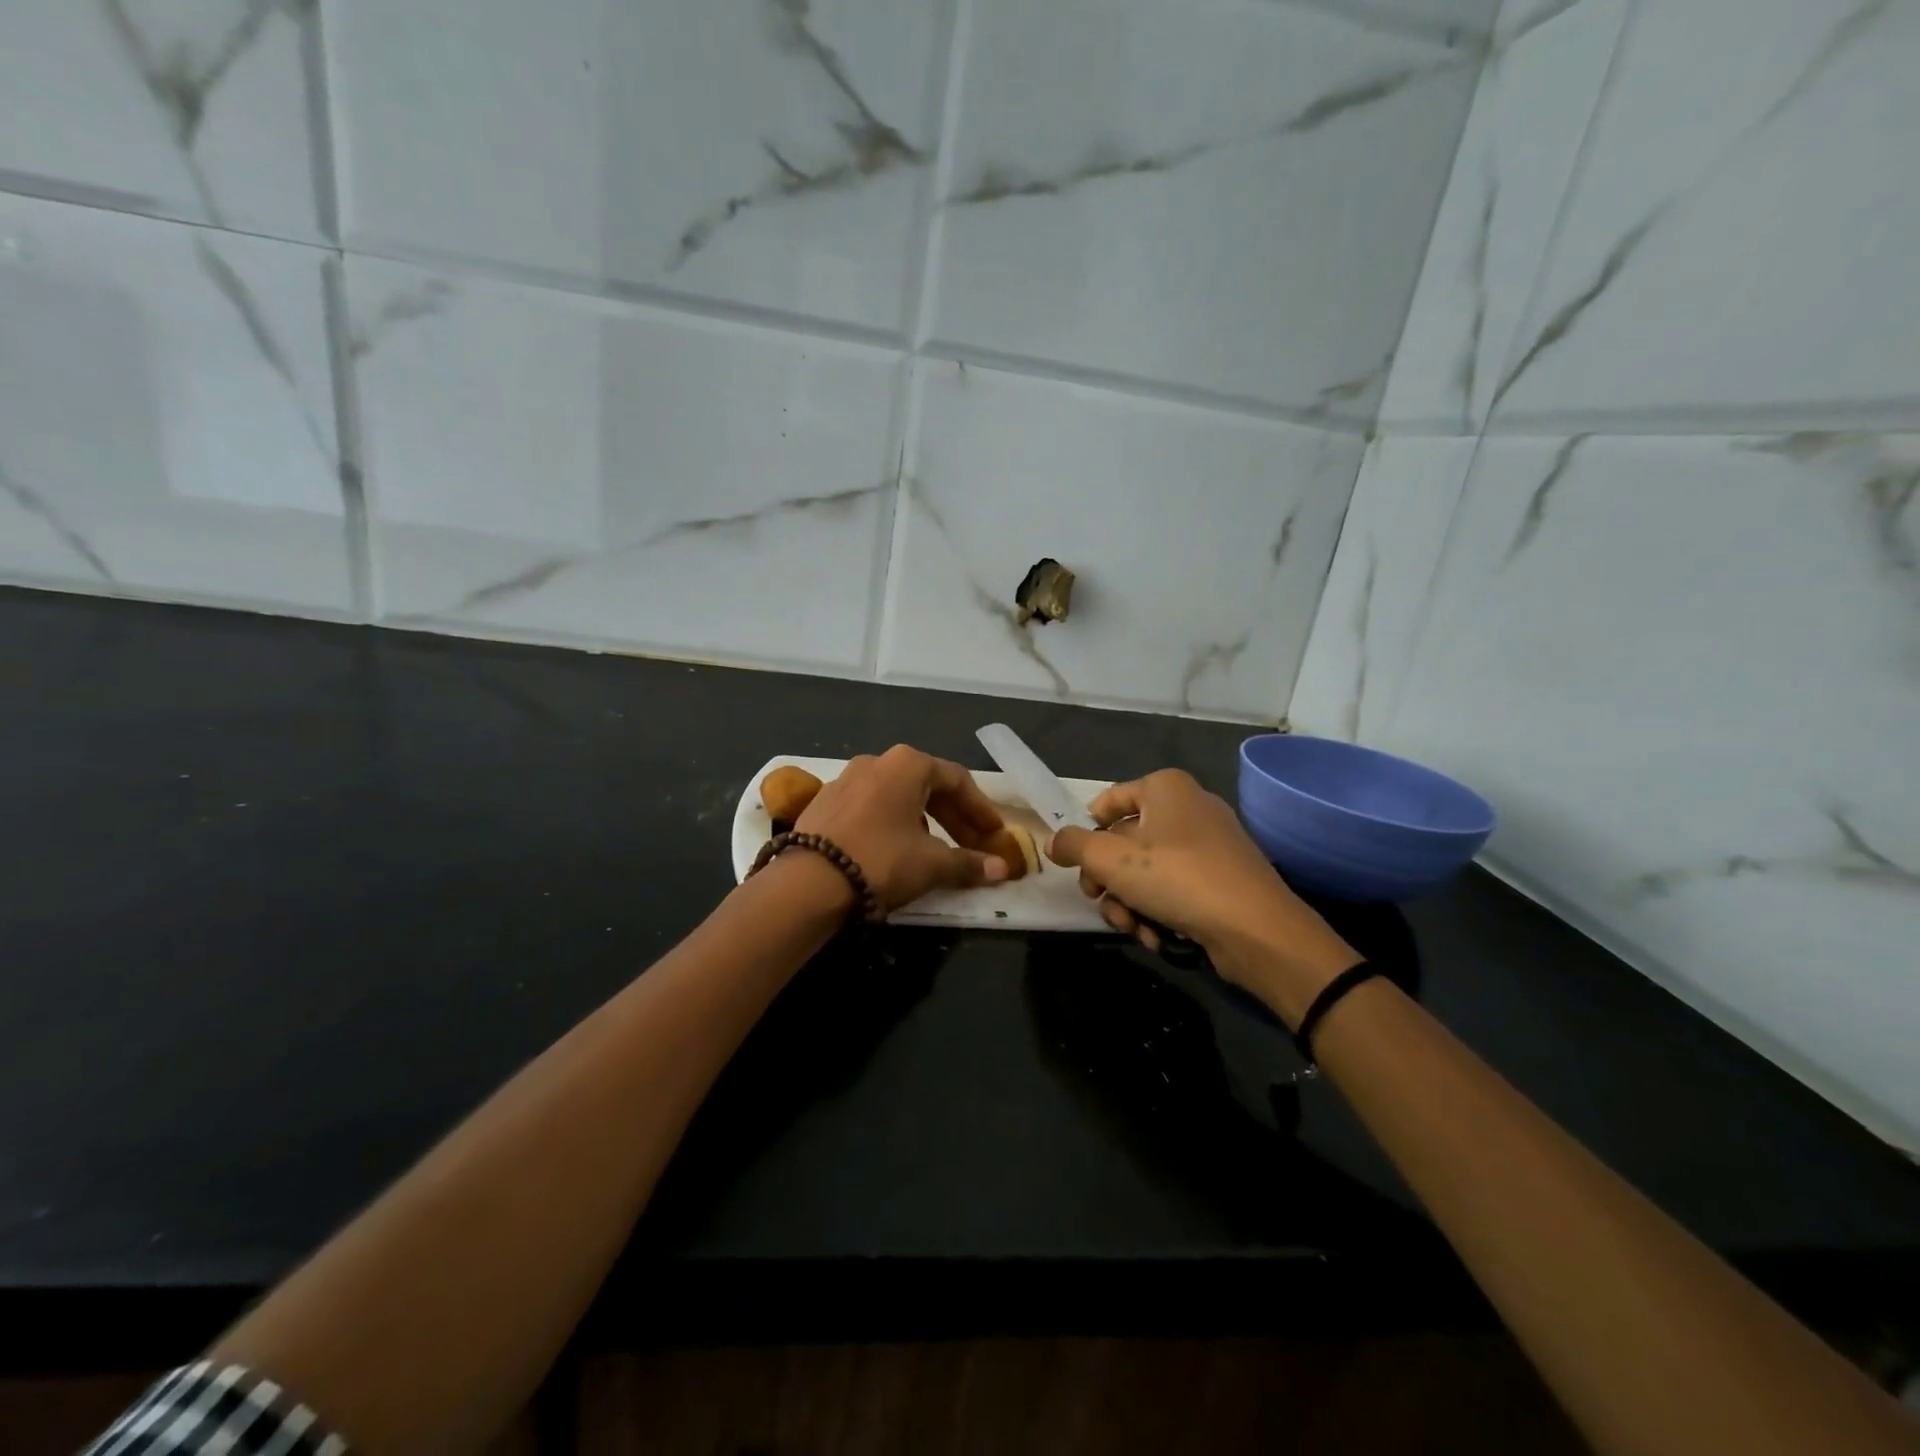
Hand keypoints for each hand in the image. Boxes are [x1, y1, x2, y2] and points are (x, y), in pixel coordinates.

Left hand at [794, 745, 1010, 912]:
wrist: (806, 882)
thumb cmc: (881, 860)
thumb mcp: (931, 864)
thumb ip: (969, 863)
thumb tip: (1002, 870)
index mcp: (907, 764)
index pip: (957, 780)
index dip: (981, 809)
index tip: (996, 835)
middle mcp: (876, 762)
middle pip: (927, 786)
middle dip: (954, 817)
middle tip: (973, 845)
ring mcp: (845, 779)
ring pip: (897, 796)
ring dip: (924, 821)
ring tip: (936, 850)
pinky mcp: (824, 802)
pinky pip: (871, 808)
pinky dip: (892, 824)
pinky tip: (896, 850)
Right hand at [1047, 769, 1360, 1023]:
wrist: (1256, 929)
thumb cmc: (1176, 878)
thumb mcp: (1109, 858)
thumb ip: (1073, 845)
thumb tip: (1055, 842)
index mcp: (1165, 787)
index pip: (1108, 801)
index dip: (1086, 832)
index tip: (1076, 864)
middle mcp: (1189, 807)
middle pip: (1125, 841)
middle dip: (1107, 879)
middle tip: (1098, 900)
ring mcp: (1210, 845)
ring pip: (1146, 871)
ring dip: (1129, 903)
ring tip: (1131, 927)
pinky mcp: (1222, 880)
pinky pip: (1175, 889)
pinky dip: (1159, 911)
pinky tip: (1156, 936)